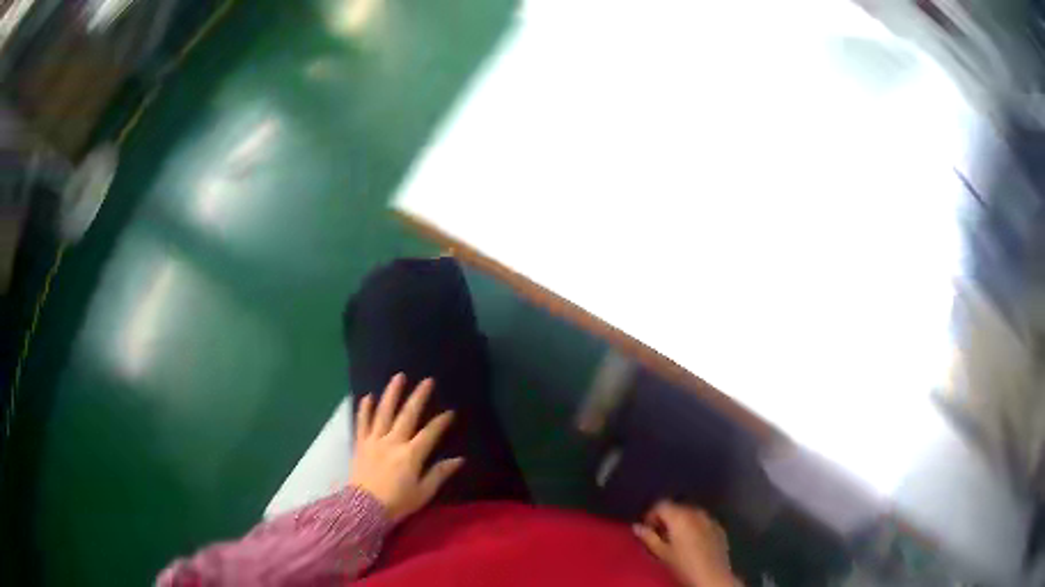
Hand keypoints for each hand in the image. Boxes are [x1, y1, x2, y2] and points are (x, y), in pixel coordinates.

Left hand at [350, 373, 463, 522]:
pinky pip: (362, 422)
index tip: (450, 412)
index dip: (441, 422)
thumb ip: (439, 474)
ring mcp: (374, 441)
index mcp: (410, 455)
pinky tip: (368, 396)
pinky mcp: (361, 444)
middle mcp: (392, 442)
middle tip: (427, 381)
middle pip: (407, 415)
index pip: (430, 433)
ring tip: (398, 377)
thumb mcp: (423, 493)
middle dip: (418, 397)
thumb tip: (459, 460)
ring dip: (392, 394)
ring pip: (383, 412)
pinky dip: (365, 409)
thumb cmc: (397, 503)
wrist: (363, 509)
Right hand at [633, 501, 738, 586]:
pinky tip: (693, 542)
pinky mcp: (719, 527)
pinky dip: (695, 527)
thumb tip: (637, 527)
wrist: (712, 575)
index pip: (661, 504)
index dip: (651, 515)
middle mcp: (696, 512)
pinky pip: (703, 521)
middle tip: (660, 535)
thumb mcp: (661, 553)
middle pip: (676, 507)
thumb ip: (648, 537)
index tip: (647, 529)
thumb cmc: (683, 564)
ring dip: (681, 522)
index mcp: (680, 516)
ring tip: (676, 539)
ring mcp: (710, 518)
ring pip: (691, 513)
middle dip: (666, 518)